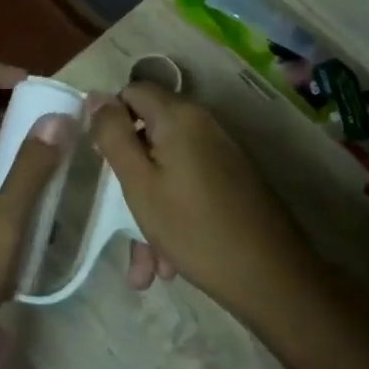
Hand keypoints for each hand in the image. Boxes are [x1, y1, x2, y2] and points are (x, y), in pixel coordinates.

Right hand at [89, 83, 314, 324]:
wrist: (272, 277)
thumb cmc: (193, 227)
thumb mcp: (139, 182)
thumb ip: (114, 135)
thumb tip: (96, 95)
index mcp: (179, 116)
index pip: (132, 92)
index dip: (110, 120)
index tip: (101, 160)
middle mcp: (203, 125)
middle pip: (151, 134)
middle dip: (130, 176)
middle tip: (117, 214)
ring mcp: (222, 154)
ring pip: (169, 169)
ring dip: (150, 209)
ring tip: (145, 265)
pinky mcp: (233, 181)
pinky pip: (190, 188)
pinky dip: (174, 216)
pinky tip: (168, 265)